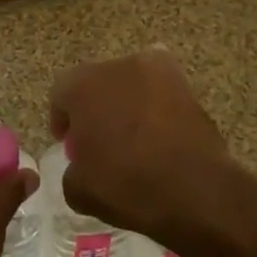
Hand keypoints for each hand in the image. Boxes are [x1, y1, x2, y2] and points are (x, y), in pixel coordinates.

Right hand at [48, 49, 232, 248]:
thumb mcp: (78, 190)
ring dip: (126, 103)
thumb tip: (81, 166)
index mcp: (81, 85)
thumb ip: (71, 170)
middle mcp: (116, 66)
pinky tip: (161, 132)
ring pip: (130, 84)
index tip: (69, 145)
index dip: (63, 120)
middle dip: (95, 107)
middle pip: (96, 83)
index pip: (60, 94)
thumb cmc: (126, 185)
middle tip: (100, 140)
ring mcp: (155, 70)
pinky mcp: (186, 84)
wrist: (195, 190)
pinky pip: (161, 91)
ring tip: (134, 138)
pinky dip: (157, 106)